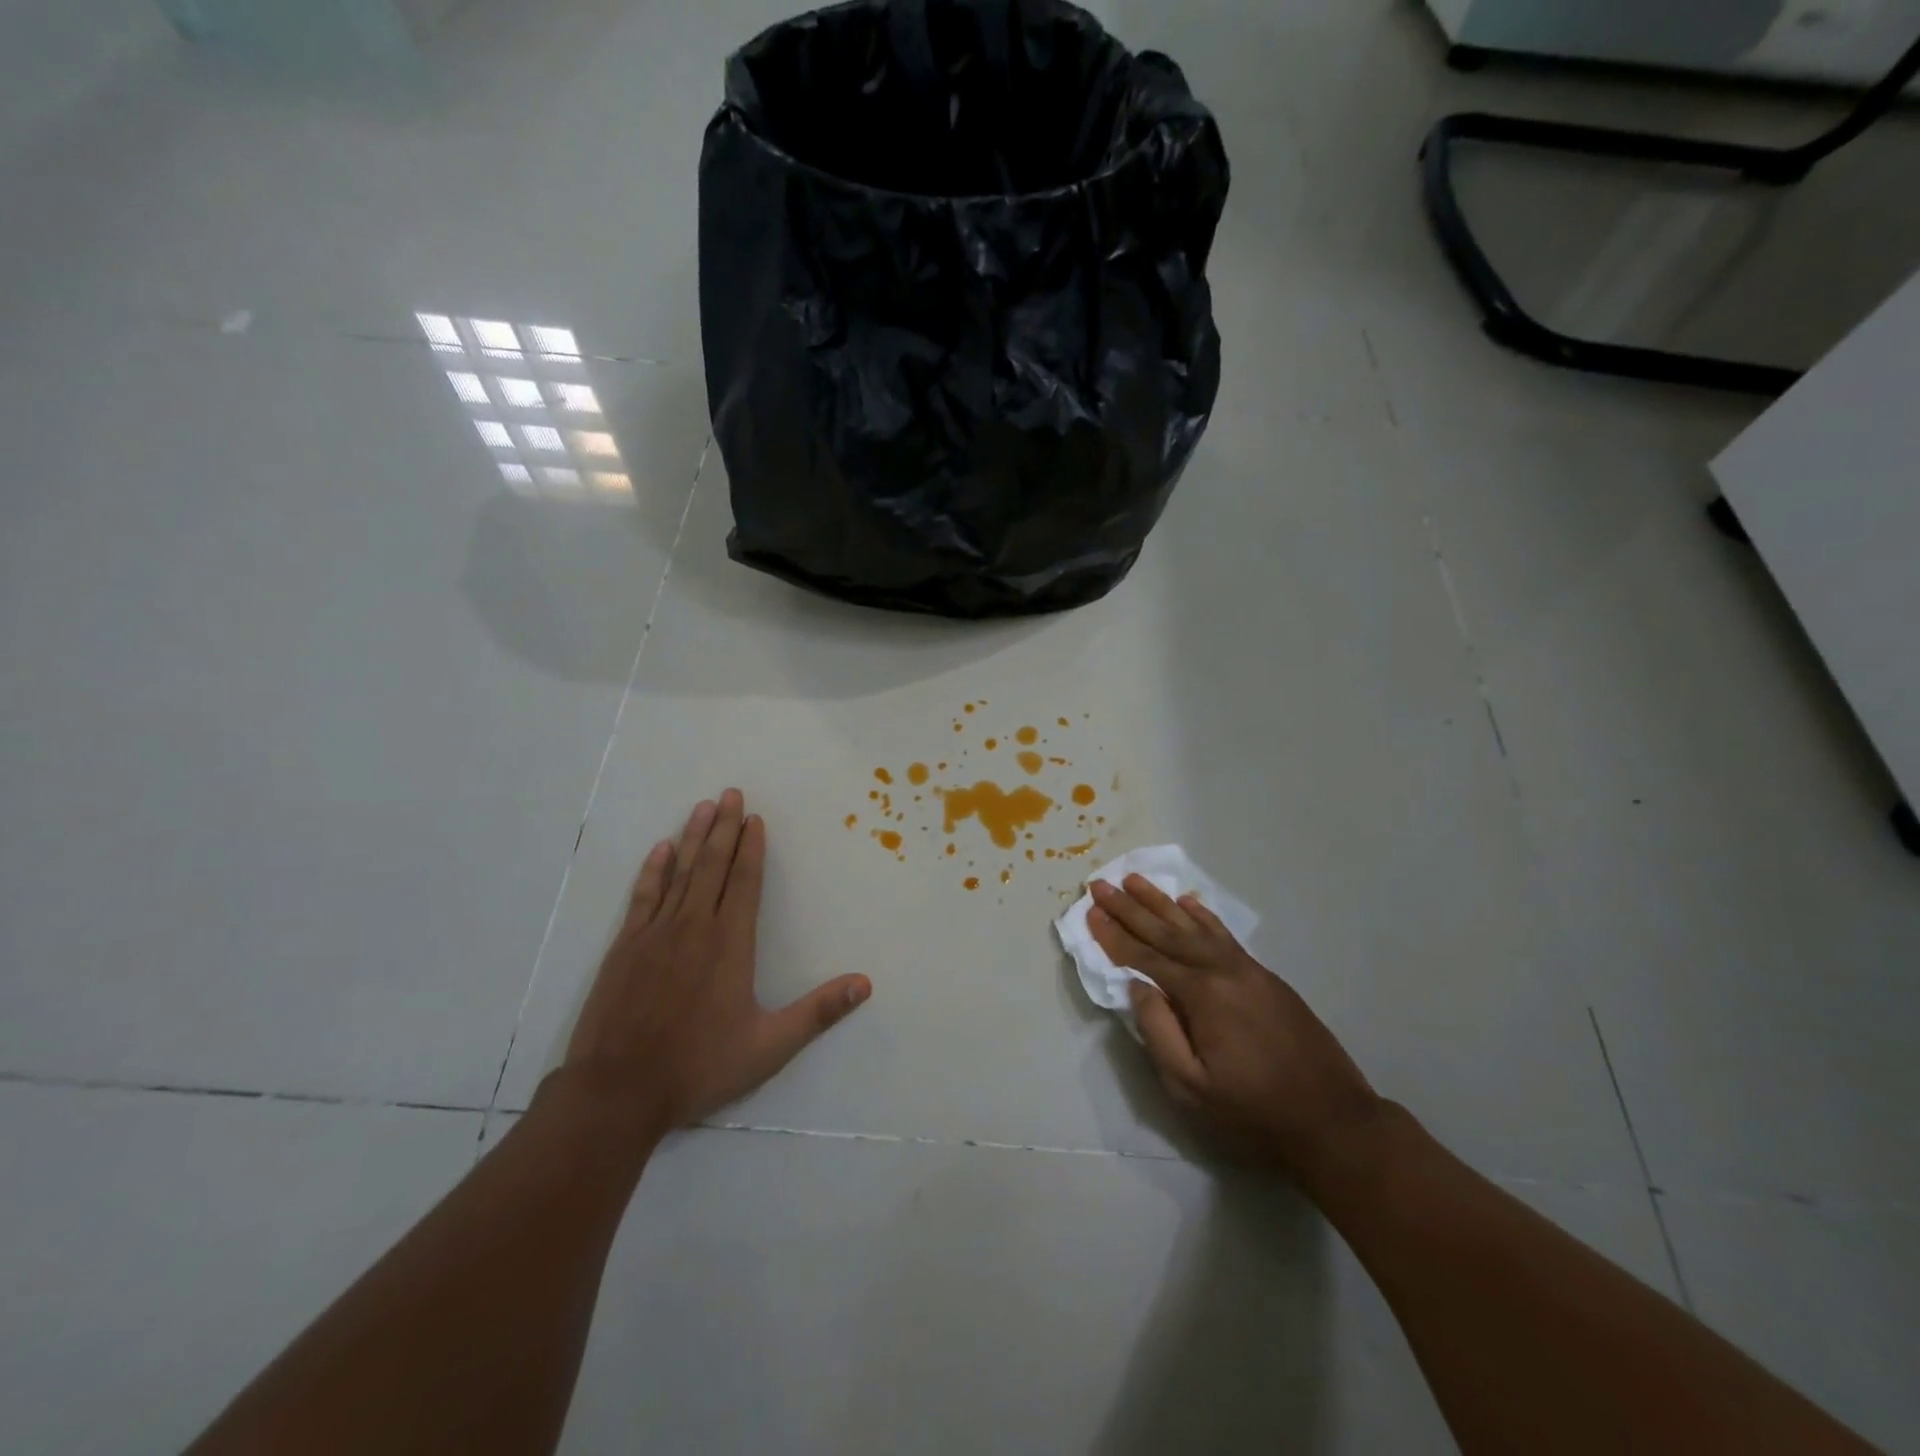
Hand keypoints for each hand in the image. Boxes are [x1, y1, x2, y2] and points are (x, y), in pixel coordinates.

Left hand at [554, 789, 870, 1137]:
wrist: (618, 1091)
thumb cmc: (699, 1066)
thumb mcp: (770, 1046)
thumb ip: (818, 1012)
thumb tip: (865, 984)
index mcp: (730, 944)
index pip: (745, 882)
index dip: (752, 848)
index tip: (756, 818)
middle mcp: (694, 927)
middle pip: (713, 866)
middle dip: (725, 827)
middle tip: (731, 793)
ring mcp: (655, 934)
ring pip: (680, 873)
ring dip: (694, 837)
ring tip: (704, 806)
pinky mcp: (625, 947)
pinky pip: (643, 896)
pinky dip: (654, 870)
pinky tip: (660, 849)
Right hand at [1088, 875, 1380, 1173]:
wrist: (1333, 1120)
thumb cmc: (1254, 1112)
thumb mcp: (1192, 1088)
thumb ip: (1158, 1032)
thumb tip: (1136, 987)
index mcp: (1202, 995)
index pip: (1145, 958)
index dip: (1114, 935)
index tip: (1090, 911)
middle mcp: (1222, 970)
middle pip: (1166, 931)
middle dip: (1130, 907)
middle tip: (1101, 883)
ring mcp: (1247, 969)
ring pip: (1195, 926)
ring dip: (1161, 902)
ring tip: (1135, 879)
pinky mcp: (1265, 977)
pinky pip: (1225, 935)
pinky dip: (1203, 916)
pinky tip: (1188, 902)